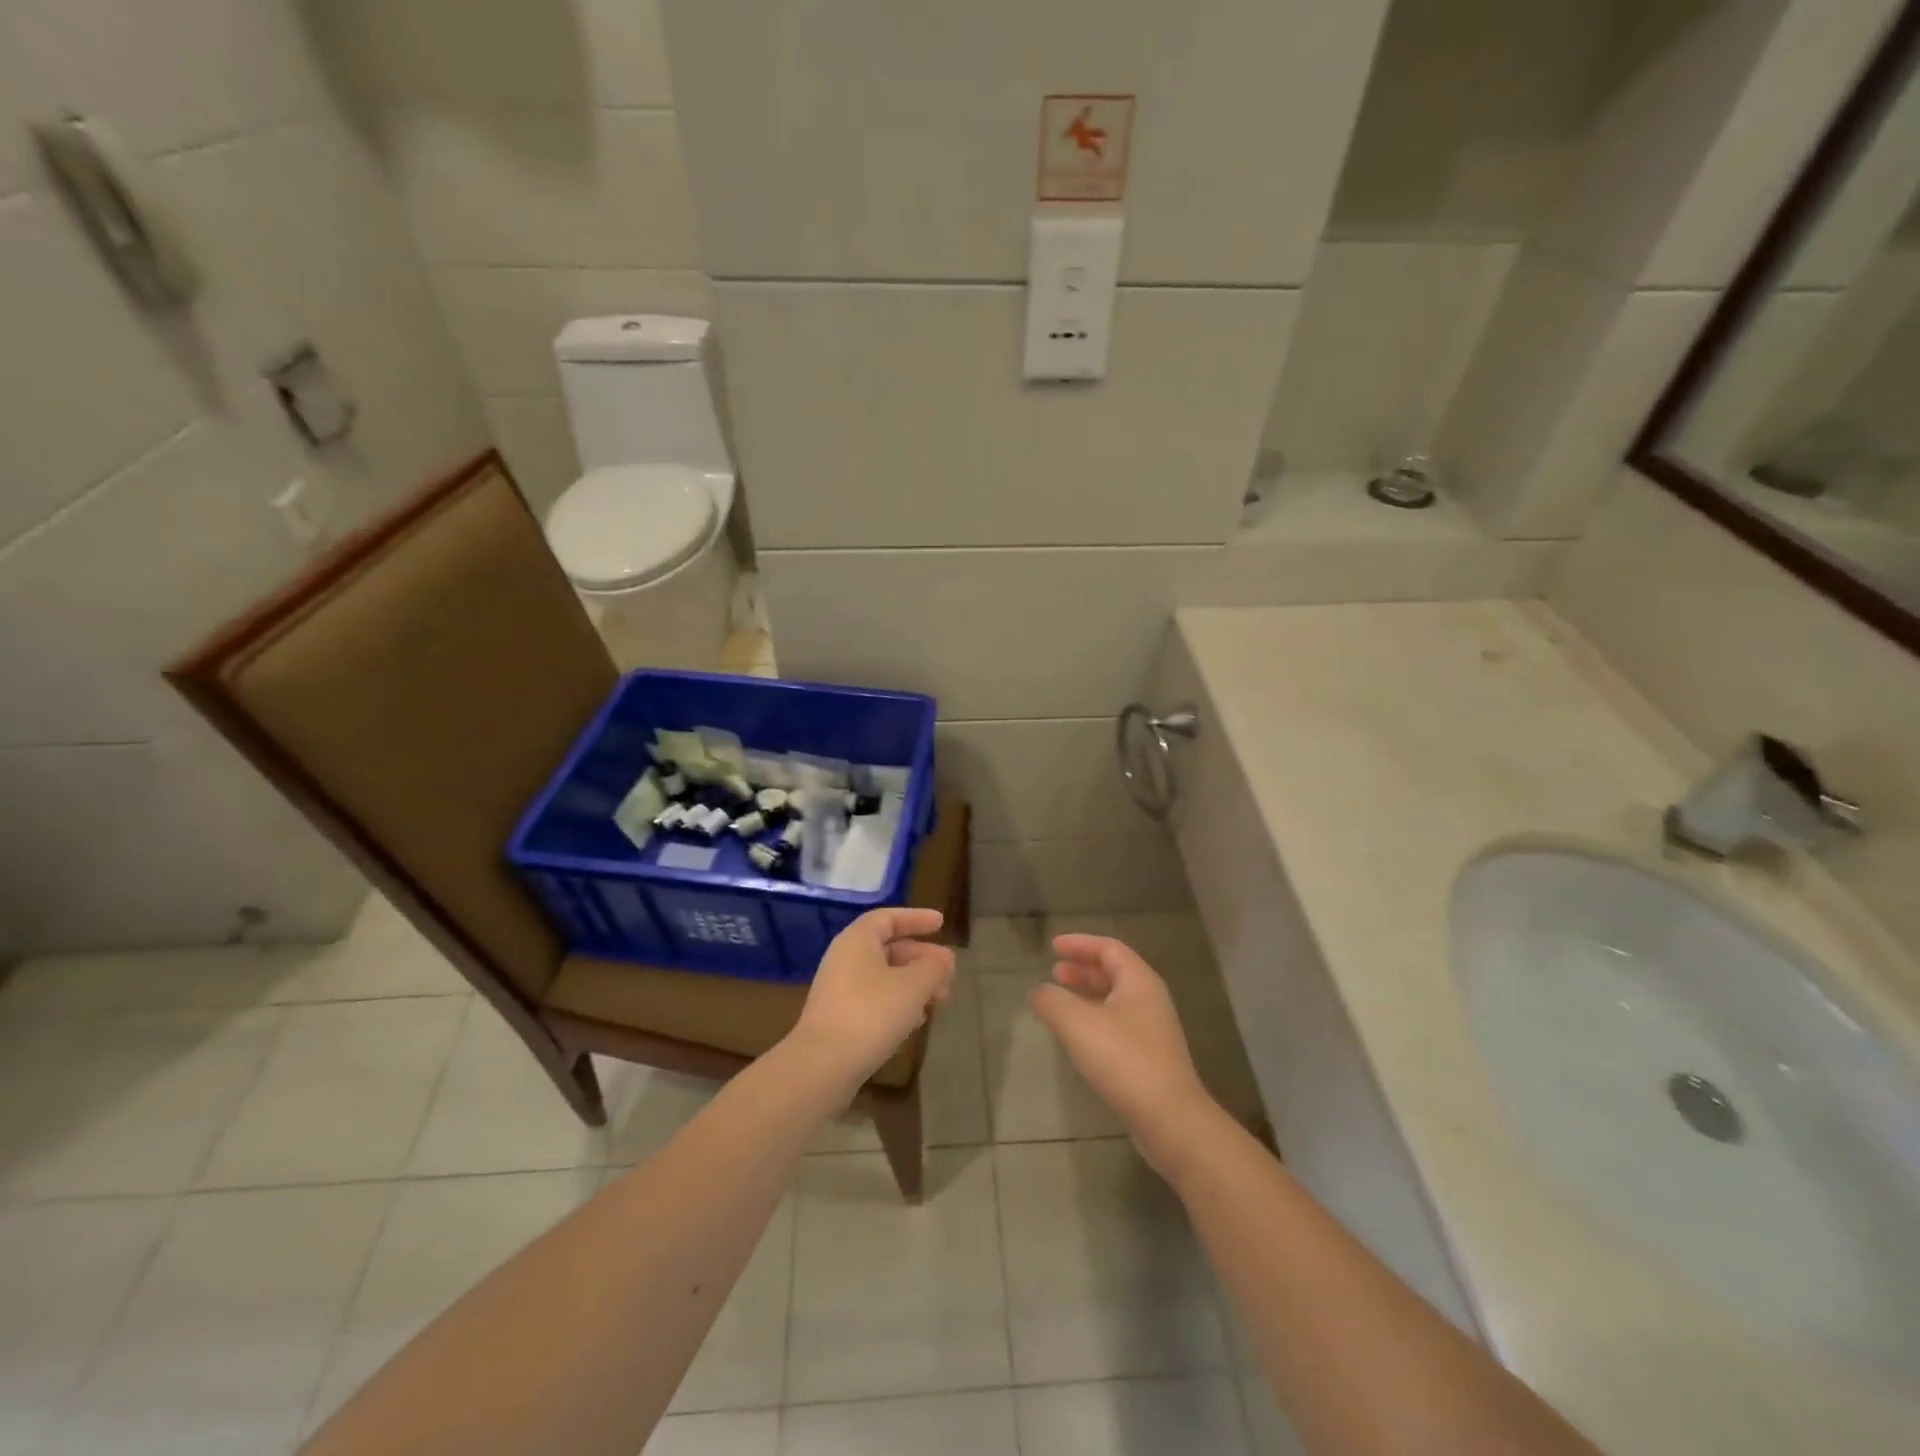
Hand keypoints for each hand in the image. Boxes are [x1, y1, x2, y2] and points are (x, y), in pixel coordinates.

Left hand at [789, 907, 953, 1095]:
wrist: (822, 1066)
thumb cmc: (871, 1014)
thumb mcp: (913, 986)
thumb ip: (933, 967)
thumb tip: (944, 960)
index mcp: (858, 940)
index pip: (889, 918)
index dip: (917, 918)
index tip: (942, 924)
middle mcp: (845, 958)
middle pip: (888, 948)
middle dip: (921, 957)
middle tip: (948, 971)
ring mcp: (839, 989)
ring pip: (883, 976)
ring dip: (913, 983)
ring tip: (940, 998)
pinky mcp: (839, 1017)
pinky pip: (874, 999)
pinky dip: (898, 1002)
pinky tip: (916, 1021)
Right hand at [1031, 935, 1215, 1164]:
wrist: (1170, 1119)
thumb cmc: (1124, 1060)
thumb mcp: (1078, 1024)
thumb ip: (1053, 1001)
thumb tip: (1039, 992)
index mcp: (1139, 981)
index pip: (1108, 948)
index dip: (1080, 943)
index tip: (1054, 947)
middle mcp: (1149, 999)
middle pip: (1114, 972)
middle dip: (1083, 969)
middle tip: (1055, 972)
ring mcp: (1152, 1030)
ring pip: (1115, 1000)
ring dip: (1087, 995)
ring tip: (1060, 1001)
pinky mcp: (1150, 1058)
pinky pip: (1118, 1025)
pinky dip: (1094, 1019)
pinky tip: (1078, 1036)